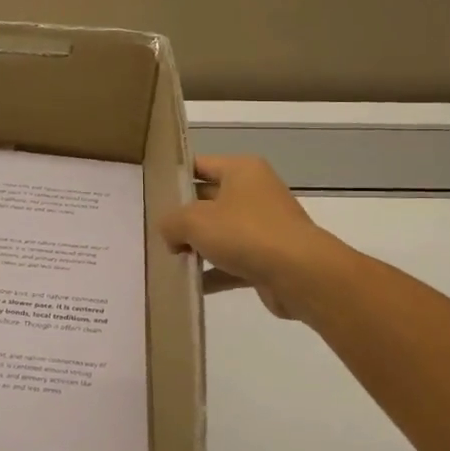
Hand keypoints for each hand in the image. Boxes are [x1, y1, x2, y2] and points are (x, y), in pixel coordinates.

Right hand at [158, 155, 348, 319]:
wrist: (300, 274)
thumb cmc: (245, 233)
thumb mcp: (194, 221)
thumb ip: (171, 222)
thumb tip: (170, 234)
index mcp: (241, 170)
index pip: (199, 165)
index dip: (173, 178)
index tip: (149, 195)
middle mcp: (254, 193)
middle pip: (208, 200)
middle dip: (182, 217)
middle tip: (152, 231)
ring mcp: (263, 226)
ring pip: (220, 233)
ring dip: (196, 247)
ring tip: (166, 260)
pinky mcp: (268, 258)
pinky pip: (232, 262)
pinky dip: (213, 272)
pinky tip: (189, 285)